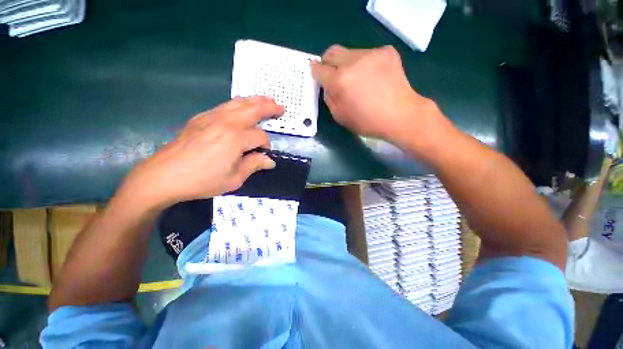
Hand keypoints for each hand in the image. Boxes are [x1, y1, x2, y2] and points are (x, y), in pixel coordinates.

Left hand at [122, 97, 283, 208]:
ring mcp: (211, 117)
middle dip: (269, 107)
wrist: (164, 175)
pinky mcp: (201, 118)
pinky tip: (242, 106)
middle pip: (253, 109)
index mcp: (236, 138)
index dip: (266, 145)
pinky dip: (238, 103)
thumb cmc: (202, 180)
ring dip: (255, 100)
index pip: (260, 136)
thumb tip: (269, 161)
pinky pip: (225, 105)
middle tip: (280, 107)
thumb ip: (254, 165)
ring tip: (267, 99)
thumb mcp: (235, 178)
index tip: (265, 155)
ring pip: (238, 102)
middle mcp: (226, 122)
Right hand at [311, 45, 443, 146]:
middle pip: (332, 52)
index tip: (318, 74)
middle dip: (328, 62)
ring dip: (348, 64)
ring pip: (350, 53)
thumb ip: (329, 98)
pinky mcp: (386, 51)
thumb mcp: (340, 117)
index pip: (319, 69)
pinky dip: (365, 64)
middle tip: (333, 73)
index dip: (316, 72)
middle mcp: (352, 62)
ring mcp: (371, 54)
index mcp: (339, 82)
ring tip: (358, 79)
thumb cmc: (367, 122)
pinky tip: (373, 77)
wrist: (400, 116)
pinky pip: (368, 54)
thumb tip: (327, 85)